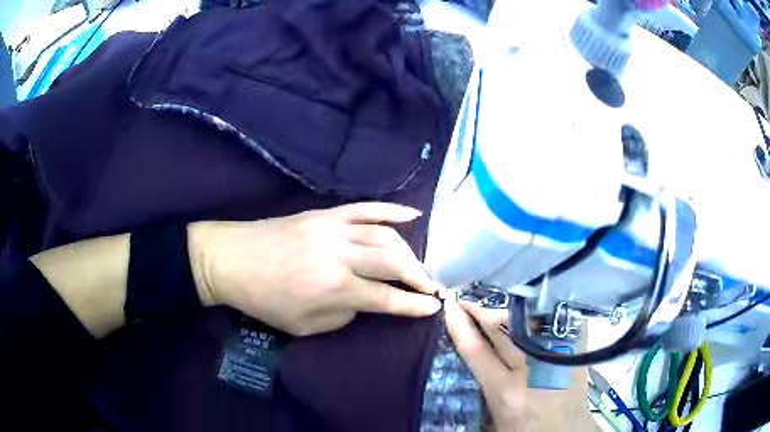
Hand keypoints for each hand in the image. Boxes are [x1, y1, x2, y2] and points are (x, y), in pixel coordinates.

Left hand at [189, 202, 441, 335]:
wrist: (232, 259)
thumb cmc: (264, 300)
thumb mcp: (304, 326)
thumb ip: (342, 315)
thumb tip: (364, 299)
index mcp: (334, 288)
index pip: (386, 297)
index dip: (413, 304)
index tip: (434, 306)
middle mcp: (341, 256)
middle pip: (394, 262)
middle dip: (419, 276)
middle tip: (430, 286)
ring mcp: (334, 229)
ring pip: (386, 235)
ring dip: (408, 251)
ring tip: (417, 265)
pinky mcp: (326, 214)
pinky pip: (366, 208)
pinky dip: (392, 210)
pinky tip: (413, 214)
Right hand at [444, 299, 598, 431]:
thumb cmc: (526, 431)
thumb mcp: (495, 420)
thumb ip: (485, 392)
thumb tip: (476, 361)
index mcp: (506, 391)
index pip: (476, 350)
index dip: (460, 326)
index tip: (450, 306)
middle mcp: (531, 369)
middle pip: (503, 328)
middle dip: (482, 309)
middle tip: (468, 295)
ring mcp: (556, 356)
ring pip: (527, 321)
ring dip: (507, 308)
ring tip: (493, 298)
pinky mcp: (575, 350)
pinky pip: (555, 321)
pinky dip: (538, 311)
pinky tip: (527, 302)